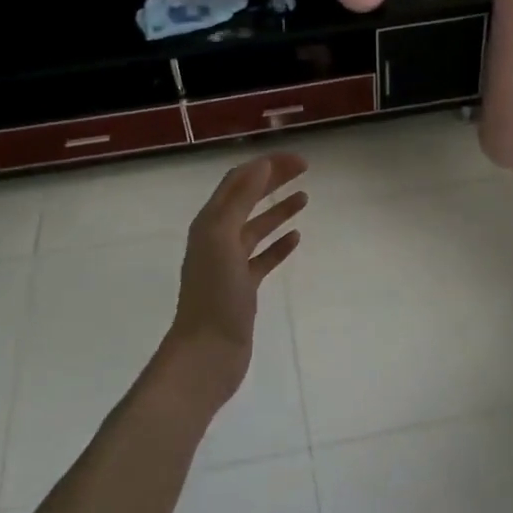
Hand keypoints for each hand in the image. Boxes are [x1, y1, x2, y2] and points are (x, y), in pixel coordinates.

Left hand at [159, 153, 307, 410]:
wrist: (208, 353)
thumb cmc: (215, 295)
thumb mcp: (223, 238)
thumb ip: (241, 200)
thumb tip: (260, 165)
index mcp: (210, 222)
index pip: (239, 181)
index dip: (266, 165)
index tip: (297, 159)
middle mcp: (217, 237)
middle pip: (248, 199)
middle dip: (273, 180)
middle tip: (305, 168)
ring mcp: (230, 263)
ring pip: (257, 227)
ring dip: (278, 209)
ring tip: (304, 197)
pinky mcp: (243, 287)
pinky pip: (263, 257)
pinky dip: (279, 244)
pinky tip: (296, 238)